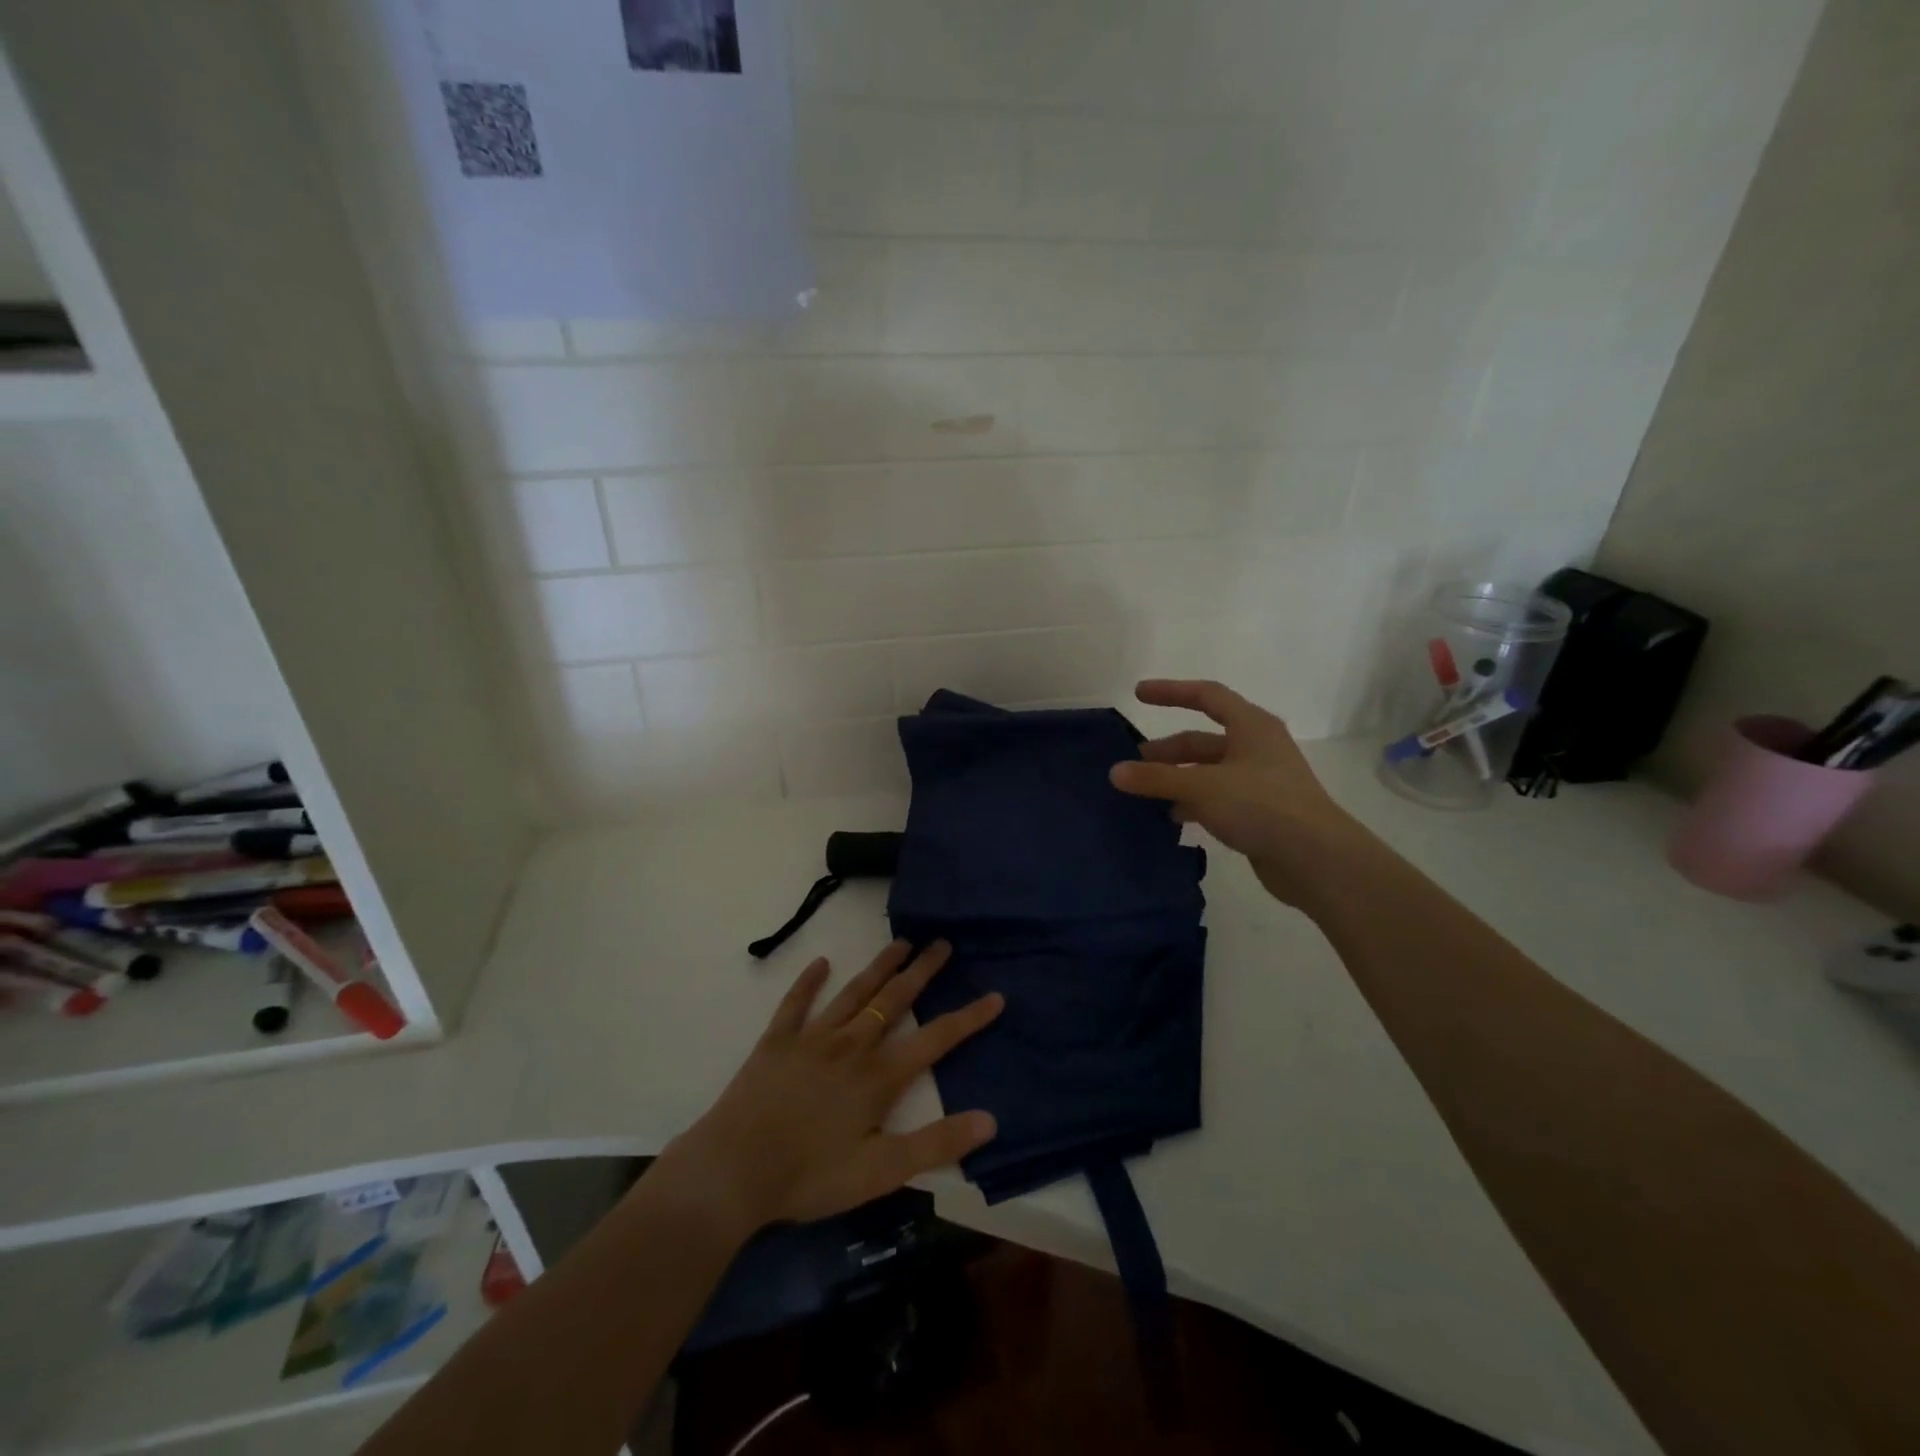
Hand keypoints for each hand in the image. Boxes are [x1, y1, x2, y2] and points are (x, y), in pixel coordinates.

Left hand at [659, 940, 1002, 1235]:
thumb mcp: (881, 1171)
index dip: (968, 1018)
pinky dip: (809, 982)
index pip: (935, 1039)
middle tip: (942, 943)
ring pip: (854, 992)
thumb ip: (936, 1144)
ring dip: (879, 967)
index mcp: (879, 1076)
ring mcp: (812, 1037)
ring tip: (900, 943)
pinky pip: (796, 1003)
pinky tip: (821, 962)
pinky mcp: (777, 1041)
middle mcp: (851, 1044)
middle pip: (895, 1000)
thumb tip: (990, 1120)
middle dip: (922, 971)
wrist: (733, 1170)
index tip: (995, 995)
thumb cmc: (810, 1176)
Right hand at [1109, 678, 1368, 906]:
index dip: (1172, 691)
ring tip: (1145, 794)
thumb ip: (1156, 779)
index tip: (1139, 694)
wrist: (1316, 859)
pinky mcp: (1260, 812)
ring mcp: (1260, 782)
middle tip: (1135, 764)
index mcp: (1251, 726)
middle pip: (1203, 739)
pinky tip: (1172, 817)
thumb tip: (1115, 772)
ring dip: (1177, 779)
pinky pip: (1217, 798)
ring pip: (1208, 772)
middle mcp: (1257, 748)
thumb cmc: (1261, 805)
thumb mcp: (1202, 787)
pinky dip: (1192, 803)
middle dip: (1168, 750)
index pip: (1207, 695)